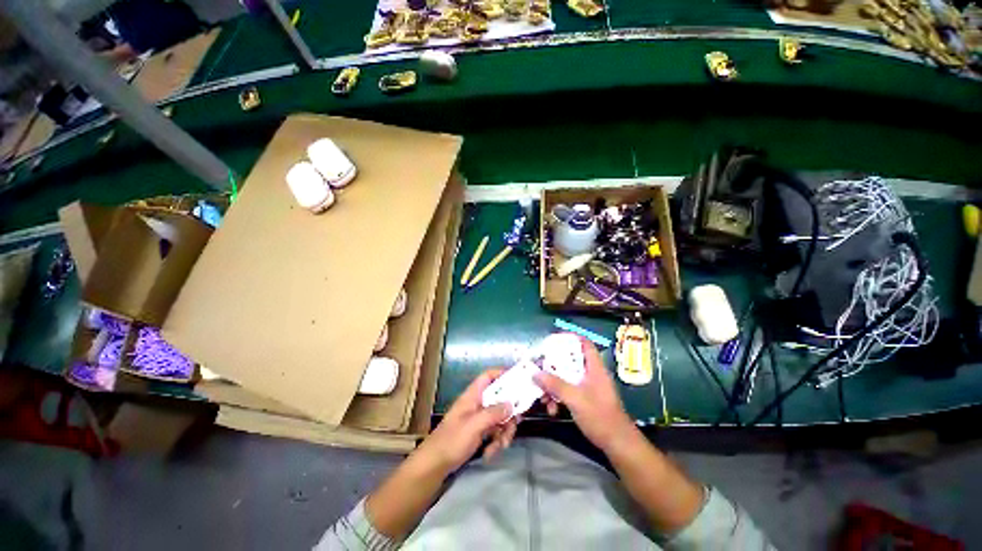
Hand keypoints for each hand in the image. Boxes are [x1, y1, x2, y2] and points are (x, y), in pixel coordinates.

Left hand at [415, 370, 517, 474]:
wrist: (435, 465)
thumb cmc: (452, 440)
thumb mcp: (474, 425)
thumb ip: (493, 413)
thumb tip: (511, 404)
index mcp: (472, 396)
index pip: (488, 377)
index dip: (501, 374)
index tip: (518, 379)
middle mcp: (477, 404)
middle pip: (500, 399)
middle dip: (508, 413)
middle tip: (515, 423)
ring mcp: (479, 419)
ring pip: (500, 418)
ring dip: (504, 432)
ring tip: (501, 445)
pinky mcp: (480, 433)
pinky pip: (495, 432)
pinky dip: (496, 442)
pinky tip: (490, 453)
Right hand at [534, 336, 636, 452]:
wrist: (617, 443)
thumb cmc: (599, 416)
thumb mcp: (574, 398)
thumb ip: (555, 384)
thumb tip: (535, 373)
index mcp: (594, 367)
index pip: (585, 344)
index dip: (570, 337)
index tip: (553, 339)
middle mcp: (591, 374)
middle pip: (570, 361)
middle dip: (553, 366)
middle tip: (540, 368)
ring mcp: (588, 387)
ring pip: (567, 378)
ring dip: (553, 385)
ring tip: (543, 397)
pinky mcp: (586, 399)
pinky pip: (568, 391)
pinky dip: (559, 397)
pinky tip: (552, 409)